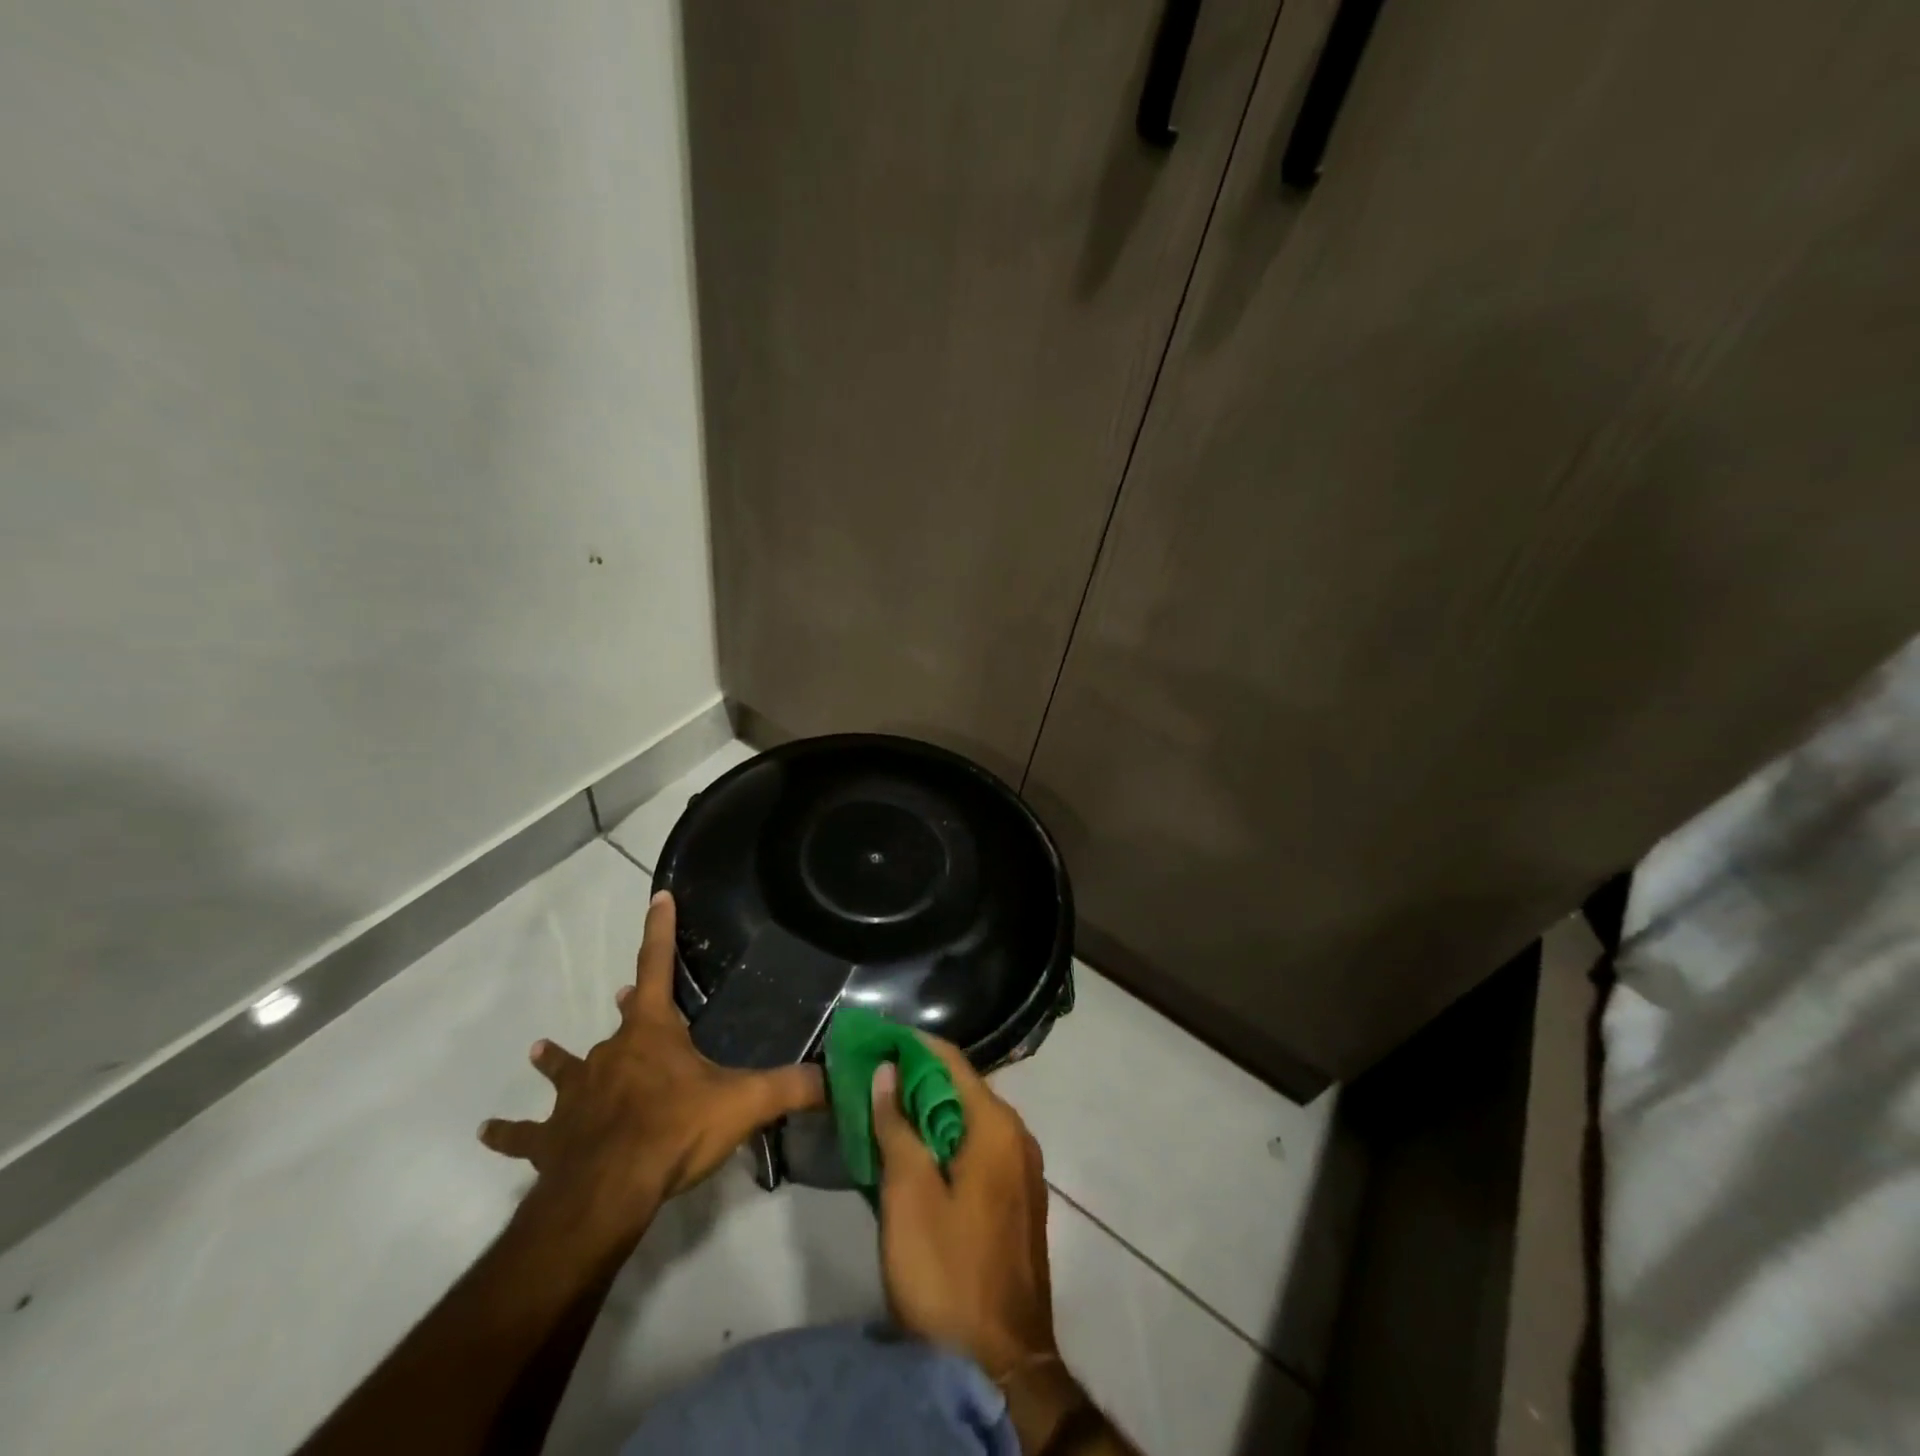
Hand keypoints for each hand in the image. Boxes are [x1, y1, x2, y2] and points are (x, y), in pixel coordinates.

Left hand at [479, 891, 823, 1248]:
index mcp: (651, 1033)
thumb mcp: (745, 1104)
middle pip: (621, 1021)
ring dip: (558, 1060)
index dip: (659, 930)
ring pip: (567, 1069)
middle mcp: (610, 1053)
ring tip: (539, 1049)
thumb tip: (839, 1079)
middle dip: (627, 1007)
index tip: (657, 897)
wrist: (607, 1191)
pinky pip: (528, 1133)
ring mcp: (575, 1094)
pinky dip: (511, 1133)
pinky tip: (489, 1134)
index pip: (657, 966)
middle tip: (624, 999)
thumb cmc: (674, 1131)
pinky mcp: (552, 1137)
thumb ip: (793, 1087)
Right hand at [873, 1038, 1086, 1447]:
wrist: (1000, 1366)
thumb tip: (887, 1071)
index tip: (875, 1039)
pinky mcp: (1017, 1202)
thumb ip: (897, 1126)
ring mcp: (1022, 1171)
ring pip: (969, 1121)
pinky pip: (978, 1151)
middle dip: (916, 1080)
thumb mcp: (908, 1195)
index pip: (951, 1061)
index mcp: (996, 1126)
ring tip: (884, 1112)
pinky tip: (915, 1155)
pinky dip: (946, 1142)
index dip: (912, 1045)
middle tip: (870, 1078)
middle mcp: (1018, 1137)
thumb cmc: (947, 1272)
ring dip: (928, 1113)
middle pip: (962, 1089)